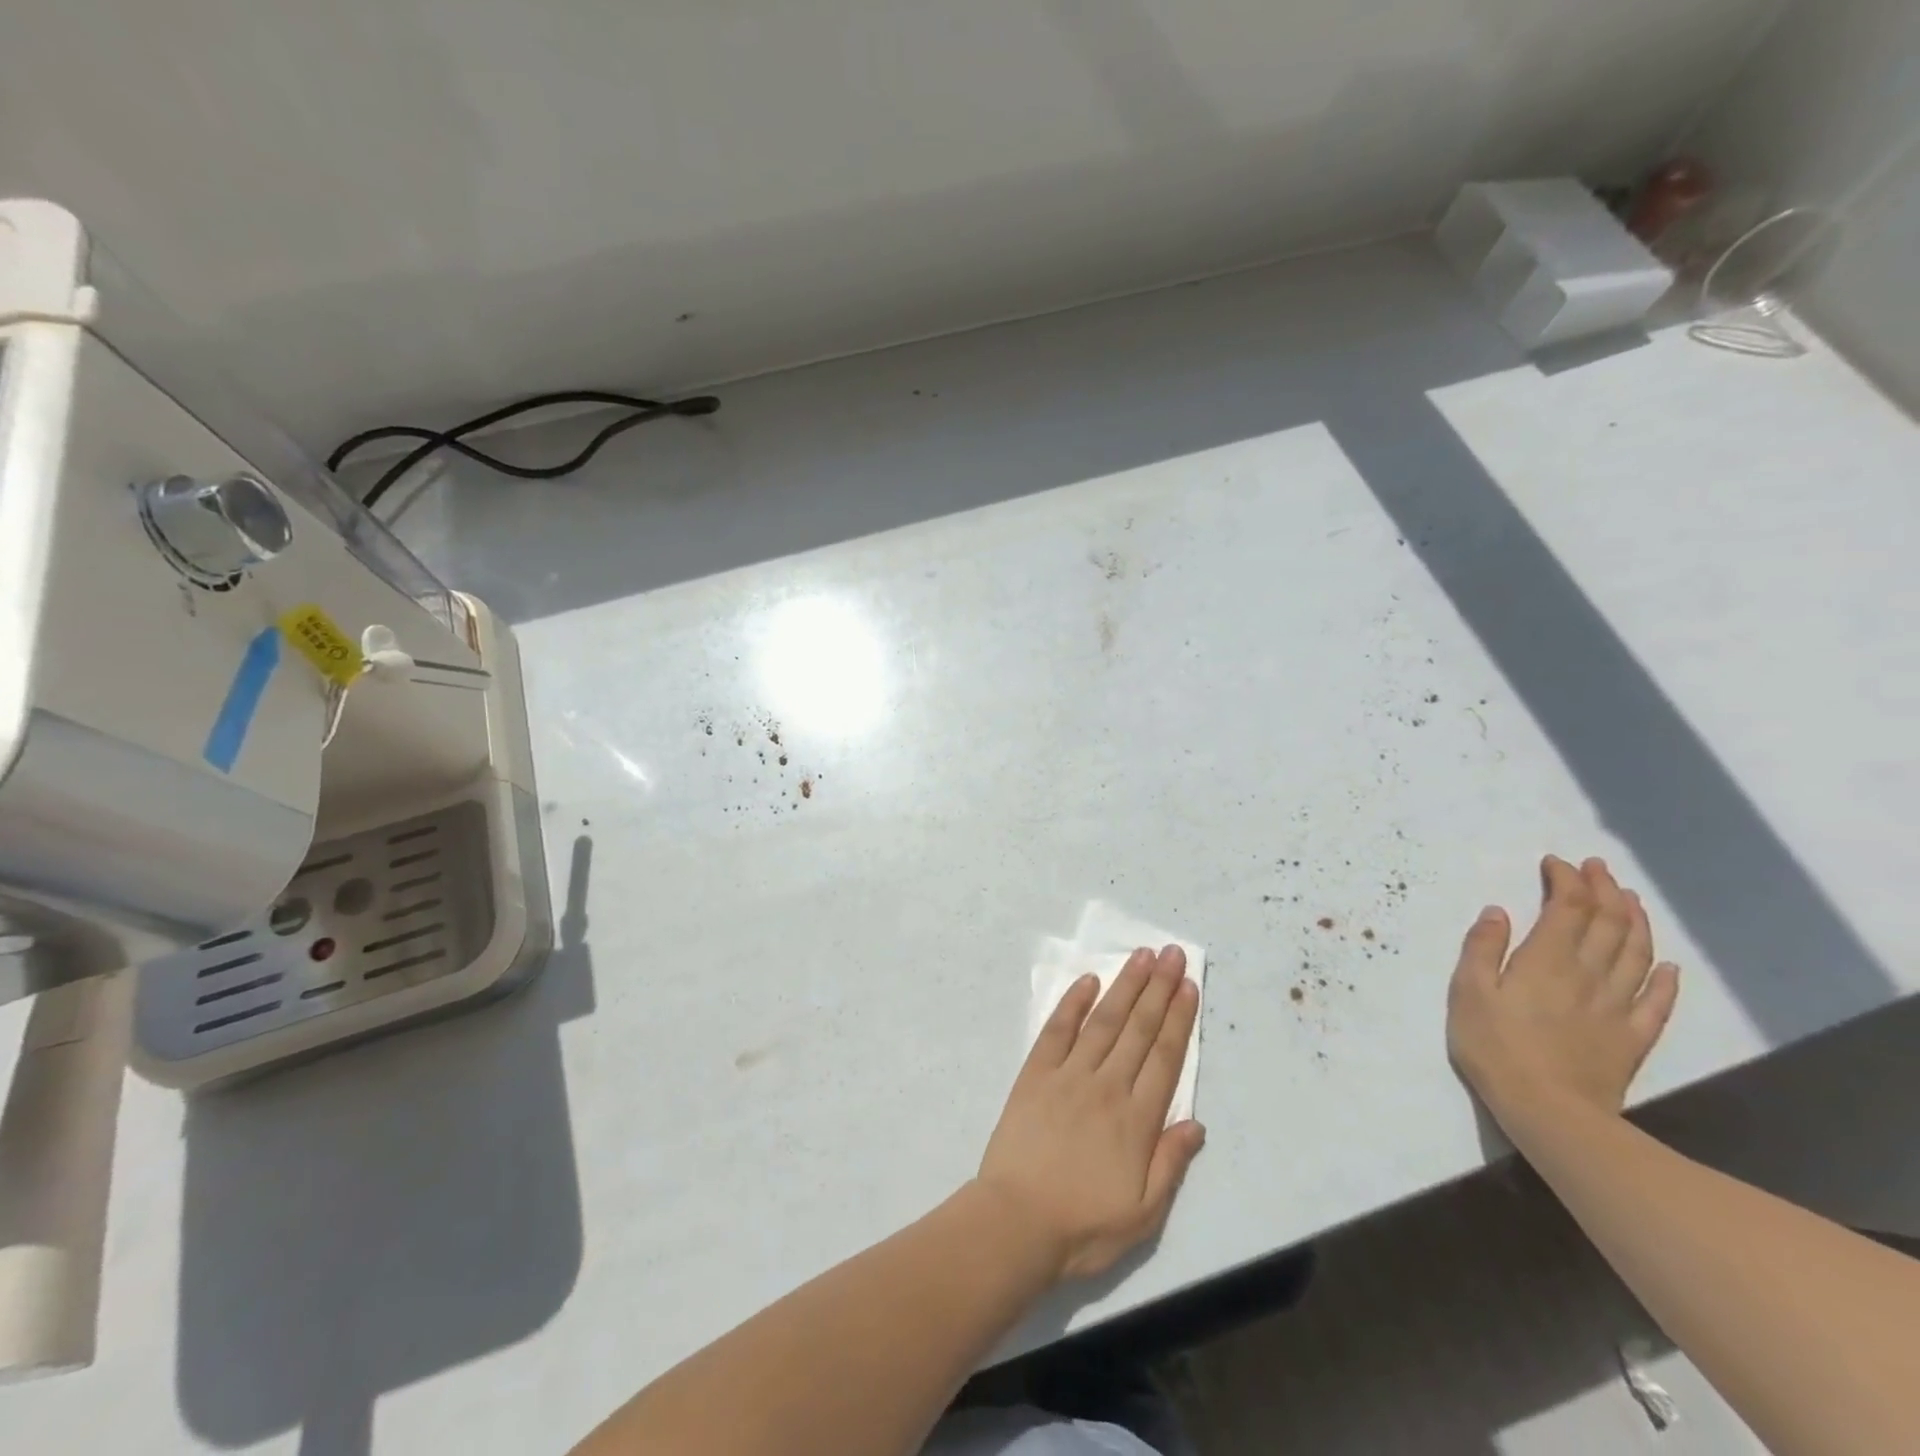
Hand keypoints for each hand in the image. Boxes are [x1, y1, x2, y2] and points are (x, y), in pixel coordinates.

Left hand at [975, 946, 1204, 1283]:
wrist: (1016, 1222)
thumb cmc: (1083, 1226)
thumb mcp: (1144, 1215)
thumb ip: (1171, 1163)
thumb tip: (1196, 1122)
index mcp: (1136, 1120)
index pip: (1165, 1057)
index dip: (1178, 1018)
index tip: (1188, 985)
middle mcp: (1107, 1086)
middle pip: (1139, 1028)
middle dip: (1158, 988)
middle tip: (1172, 953)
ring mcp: (1069, 1075)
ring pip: (1104, 1021)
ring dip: (1125, 985)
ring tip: (1141, 956)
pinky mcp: (1036, 1073)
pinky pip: (1057, 1030)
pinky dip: (1073, 1003)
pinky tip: (1088, 981)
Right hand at [1447, 856, 1679, 1130]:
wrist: (1548, 1111)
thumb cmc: (1495, 1046)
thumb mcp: (1468, 991)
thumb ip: (1482, 948)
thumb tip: (1497, 911)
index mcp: (1547, 959)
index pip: (1568, 907)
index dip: (1567, 880)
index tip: (1556, 863)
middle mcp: (1589, 974)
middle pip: (1608, 923)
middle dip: (1605, 890)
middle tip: (1598, 869)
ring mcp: (1617, 1006)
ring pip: (1637, 953)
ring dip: (1635, 921)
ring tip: (1630, 899)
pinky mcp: (1633, 1037)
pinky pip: (1656, 1001)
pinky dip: (1664, 978)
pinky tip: (1667, 966)